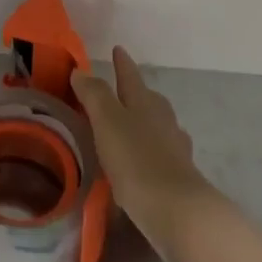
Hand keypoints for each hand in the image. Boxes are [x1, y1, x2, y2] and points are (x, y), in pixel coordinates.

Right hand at [72, 46, 219, 255]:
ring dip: (143, 123)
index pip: (129, 75)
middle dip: (134, 92)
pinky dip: (150, 151)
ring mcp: (175, 147)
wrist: (178, 212)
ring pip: (157, 125)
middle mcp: (163, 119)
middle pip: (147, 98)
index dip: (121, 63)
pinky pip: (161, 153)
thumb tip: (81, 71)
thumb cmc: (136, 159)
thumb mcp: (107, 121)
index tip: (118, 49)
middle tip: (118, 91)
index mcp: (144, 101)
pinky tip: (141, 163)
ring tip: (127, 129)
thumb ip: (94, 94)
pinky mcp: (180, 175)